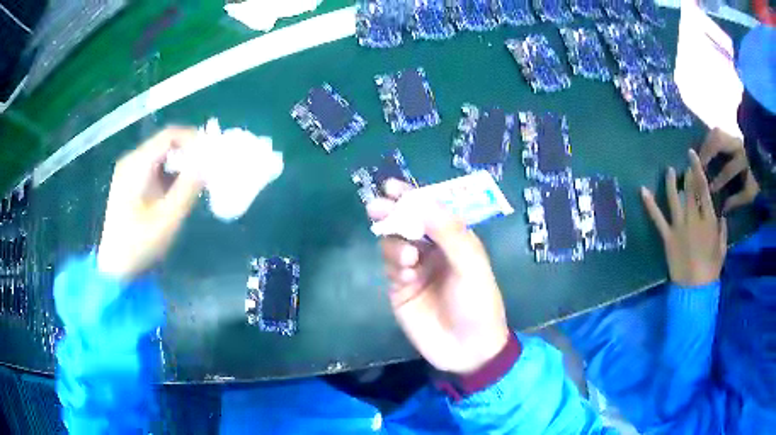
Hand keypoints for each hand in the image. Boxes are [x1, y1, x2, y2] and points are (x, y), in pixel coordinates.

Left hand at [98, 127, 203, 281]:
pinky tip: (178, 193)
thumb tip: (207, 163)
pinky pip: (155, 170)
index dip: (194, 140)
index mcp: (137, 165)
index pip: (170, 136)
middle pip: (166, 144)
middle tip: (208, 172)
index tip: (211, 157)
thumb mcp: (167, 219)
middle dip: (190, 154)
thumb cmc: (138, 245)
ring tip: (196, 184)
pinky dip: (171, 176)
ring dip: (181, 166)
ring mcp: (129, 173)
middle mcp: (132, 162)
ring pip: (162, 157)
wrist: (113, 269)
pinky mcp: (130, 185)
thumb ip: (188, 188)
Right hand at [367, 180, 509, 374]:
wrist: (468, 350)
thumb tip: (422, 202)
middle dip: (392, 213)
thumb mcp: (471, 265)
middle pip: (407, 223)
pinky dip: (395, 264)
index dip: (413, 196)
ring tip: (408, 259)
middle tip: (376, 206)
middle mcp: (433, 251)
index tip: (392, 186)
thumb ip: (449, 233)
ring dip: (395, 242)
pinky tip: (405, 274)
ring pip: (395, 242)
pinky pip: (391, 267)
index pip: (431, 211)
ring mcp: (415, 269)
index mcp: (455, 240)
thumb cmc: (478, 304)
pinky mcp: (401, 289)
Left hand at [641, 149, 726, 286]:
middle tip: (684, 165)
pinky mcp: (667, 237)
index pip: (703, 188)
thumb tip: (721, 215)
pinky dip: (650, 204)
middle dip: (686, 174)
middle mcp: (693, 218)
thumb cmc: (711, 269)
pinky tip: (642, 190)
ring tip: (669, 170)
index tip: (692, 155)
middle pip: (689, 190)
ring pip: (673, 198)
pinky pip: (657, 218)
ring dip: (670, 182)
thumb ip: (722, 230)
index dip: (697, 169)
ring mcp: (679, 227)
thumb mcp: (722, 248)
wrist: (695, 289)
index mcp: (708, 219)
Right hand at [699, 127, 759, 212]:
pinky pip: (717, 132)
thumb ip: (737, 199)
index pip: (728, 169)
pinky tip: (704, 148)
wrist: (763, 163)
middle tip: (698, 166)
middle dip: (707, 153)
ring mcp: (733, 136)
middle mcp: (737, 144)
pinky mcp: (731, 134)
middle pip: (719, 141)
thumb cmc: (755, 180)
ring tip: (699, 156)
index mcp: (743, 160)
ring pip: (716, 133)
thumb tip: (724, 208)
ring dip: (706, 144)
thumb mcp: (749, 193)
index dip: (719, 179)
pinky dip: (709, 139)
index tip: (710, 188)